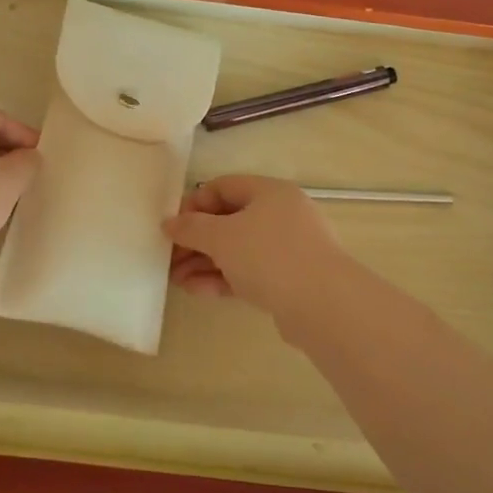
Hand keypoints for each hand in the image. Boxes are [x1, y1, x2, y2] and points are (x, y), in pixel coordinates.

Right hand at [163, 176, 347, 313]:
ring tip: (177, 280)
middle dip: (196, 240)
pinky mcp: (289, 280)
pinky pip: (249, 272)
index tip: (173, 226)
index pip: (223, 187)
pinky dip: (223, 278)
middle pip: (229, 221)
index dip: (194, 204)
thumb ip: (191, 228)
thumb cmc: (269, 256)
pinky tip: (198, 291)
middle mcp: (281, 215)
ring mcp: (288, 249)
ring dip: (205, 263)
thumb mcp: (221, 237)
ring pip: (237, 250)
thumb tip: (169, 223)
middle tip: (170, 258)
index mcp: (270, 192)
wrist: (323, 305)